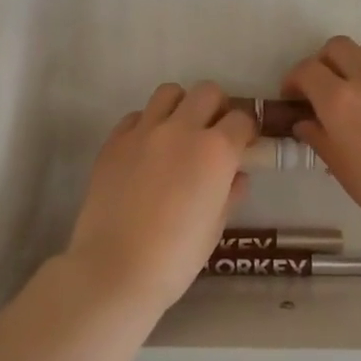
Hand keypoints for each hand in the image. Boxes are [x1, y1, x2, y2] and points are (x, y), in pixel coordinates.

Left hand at [62, 82, 256, 314]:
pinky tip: (147, 151)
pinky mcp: (114, 141)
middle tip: (213, 133)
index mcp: (216, 150)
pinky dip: (147, 125)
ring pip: (169, 93)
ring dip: (181, 106)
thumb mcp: (216, 226)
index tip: (244, 145)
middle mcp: (181, 129)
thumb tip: (236, 175)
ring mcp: (143, 132)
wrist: (115, 268)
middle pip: (207, 92)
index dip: (246, 131)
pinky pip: (136, 116)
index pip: (242, 119)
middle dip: (217, 107)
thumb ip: (230, 192)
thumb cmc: (176, 256)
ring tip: (179, 133)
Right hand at [284, 37, 360, 246]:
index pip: (307, 71)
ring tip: (355, 87)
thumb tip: (305, 123)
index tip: (293, 97)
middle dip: (322, 63)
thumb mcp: (344, 171)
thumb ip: (320, 140)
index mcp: (340, 102)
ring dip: (354, 60)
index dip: (293, 80)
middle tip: (322, 89)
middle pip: (337, 47)